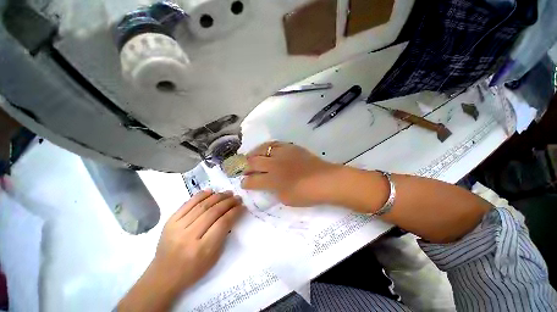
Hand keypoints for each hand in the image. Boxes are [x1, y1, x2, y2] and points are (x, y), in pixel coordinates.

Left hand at [118, 190, 244, 311]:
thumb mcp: (214, 257)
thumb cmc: (193, 270)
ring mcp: (177, 227)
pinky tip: (211, 191)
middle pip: (213, 212)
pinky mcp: (170, 221)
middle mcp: (189, 236)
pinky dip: (201, 195)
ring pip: (202, 205)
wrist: (163, 275)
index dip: (234, 211)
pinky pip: (188, 203)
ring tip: (228, 193)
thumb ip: (224, 234)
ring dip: (218, 196)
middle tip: (237, 197)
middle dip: (228, 202)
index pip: (223, 223)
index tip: (242, 206)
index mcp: (202, 249)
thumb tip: (232, 214)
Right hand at [241, 142, 340, 206]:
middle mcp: (274, 165)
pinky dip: (267, 147)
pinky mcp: (291, 147)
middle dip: (246, 167)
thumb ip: (274, 191)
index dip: (245, 183)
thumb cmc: (307, 194)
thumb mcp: (286, 199)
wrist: (326, 180)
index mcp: (272, 180)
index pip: (252, 180)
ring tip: (252, 157)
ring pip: (262, 149)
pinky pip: (275, 144)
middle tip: (246, 170)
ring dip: (254, 154)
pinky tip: (266, 150)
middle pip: (253, 162)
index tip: (244, 183)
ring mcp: (282, 153)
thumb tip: (268, 185)